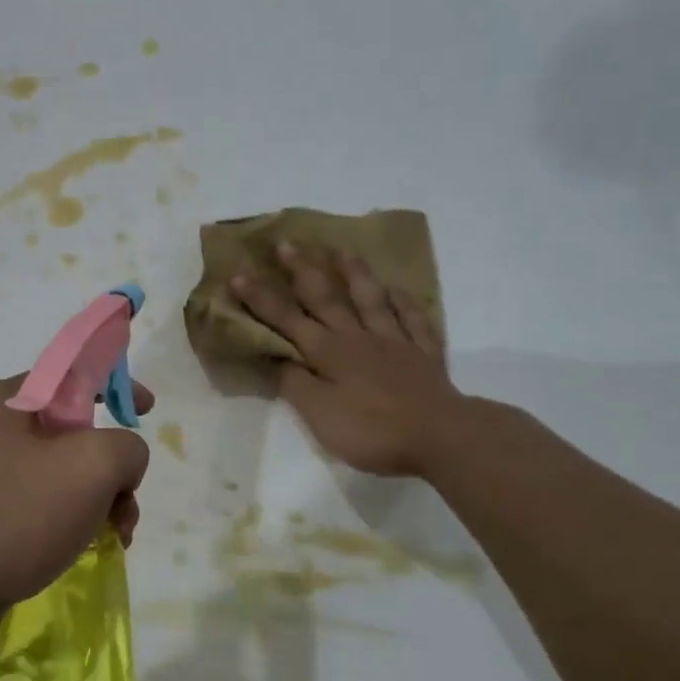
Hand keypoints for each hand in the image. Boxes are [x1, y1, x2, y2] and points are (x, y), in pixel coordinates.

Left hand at [0, 375, 152, 641]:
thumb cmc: (14, 515)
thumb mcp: (91, 466)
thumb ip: (126, 447)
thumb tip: (121, 462)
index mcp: (10, 402)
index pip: (73, 374)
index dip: (116, 385)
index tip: (147, 409)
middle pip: (72, 433)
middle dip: (112, 467)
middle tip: (127, 502)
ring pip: (57, 476)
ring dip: (95, 501)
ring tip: (114, 537)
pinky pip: (34, 507)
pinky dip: (65, 522)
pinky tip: (78, 551)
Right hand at [231, 243, 464, 476]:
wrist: (440, 437)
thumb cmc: (371, 430)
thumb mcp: (319, 415)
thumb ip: (295, 383)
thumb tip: (276, 357)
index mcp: (327, 352)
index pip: (286, 319)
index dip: (260, 298)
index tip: (239, 274)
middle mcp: (357, 337)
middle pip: (325, 298)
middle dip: (302, 270)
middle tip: (287, 243)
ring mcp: (394, 341)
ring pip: (370, 299)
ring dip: (354, 273)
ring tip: (343, 249)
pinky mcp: (423, 354)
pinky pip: (412, 318)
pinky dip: (403, 301)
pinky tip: (397, 289)